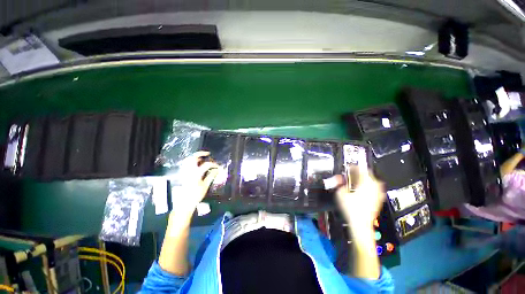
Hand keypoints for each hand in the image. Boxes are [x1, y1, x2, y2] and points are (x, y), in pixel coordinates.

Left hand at [171, 151, 219, 213]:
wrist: (185, 203)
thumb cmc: (196, 195)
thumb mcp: (205, 186)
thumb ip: (211, 176)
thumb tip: (217, 170)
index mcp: (196, 173)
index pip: (206, 165)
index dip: (213, 164)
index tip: (218, 166)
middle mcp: (189, 171)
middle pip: (193, 158)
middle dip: (200, 154)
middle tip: (207, 154)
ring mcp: (184, 172)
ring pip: (188, 160)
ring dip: (194, 157)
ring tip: (201, 158)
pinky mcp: (182, 175)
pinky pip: (185, 165)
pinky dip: (189, 162)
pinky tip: (194, 164)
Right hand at [334, 166, 385, 229]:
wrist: (361, 224)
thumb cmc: (351, 209)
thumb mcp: (340, 194)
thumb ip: (339, 183)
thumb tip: (338, 178)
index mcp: (365, 183)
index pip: (360, 169)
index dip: (352, 167)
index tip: (347, 168)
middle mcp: (374, 186)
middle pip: (367, 174)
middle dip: (358, 173)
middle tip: (350, 175)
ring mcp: (378, 193)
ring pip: (372, 180)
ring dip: (364, 179)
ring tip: (355, 182)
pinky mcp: (379, 199)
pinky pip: (375, 188)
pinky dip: (368, 186)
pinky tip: (362, 190)